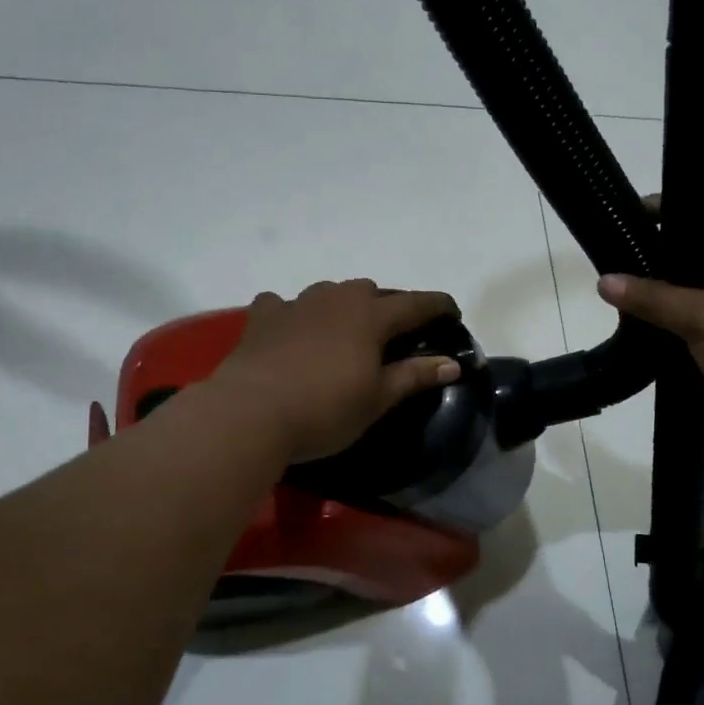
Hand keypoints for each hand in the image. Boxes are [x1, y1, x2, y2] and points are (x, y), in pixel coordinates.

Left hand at [213, 280, 462, 463]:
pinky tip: (291, 327)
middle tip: (394, 332)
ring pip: (330, 292)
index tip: (453, 312)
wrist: (250, 412)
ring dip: (343, 306)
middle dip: (388, 306)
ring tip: (345, 329)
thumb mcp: (377, 399)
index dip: (438, 306)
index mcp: (371, 316)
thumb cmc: (325, 409)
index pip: (416, 304)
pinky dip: (293, 312)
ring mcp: (296, 304)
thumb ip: (414, 376)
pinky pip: (283, 304)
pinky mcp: (263, 317)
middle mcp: (336, 299)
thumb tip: (452, 363)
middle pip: (371, 291)